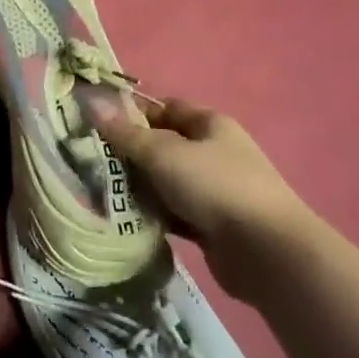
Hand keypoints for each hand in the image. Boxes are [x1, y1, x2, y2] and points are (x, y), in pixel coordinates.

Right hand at [96, 96, 322, 302]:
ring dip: (139, 186)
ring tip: (100, 190)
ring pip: (165, 181)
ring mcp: (213, 190)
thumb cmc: (214, 186)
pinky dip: (153, 213)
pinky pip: (173, 212)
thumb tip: (93, 104)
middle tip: (91, 160)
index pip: (164, 108)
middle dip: (129, 152)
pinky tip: (126, 218)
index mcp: (209, 124)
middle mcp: (213, 152)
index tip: (97, 123)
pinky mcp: (211, 225)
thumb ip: (126, 133)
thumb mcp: (163, 153)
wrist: (267, 254)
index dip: (132, 112)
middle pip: (162, 145)